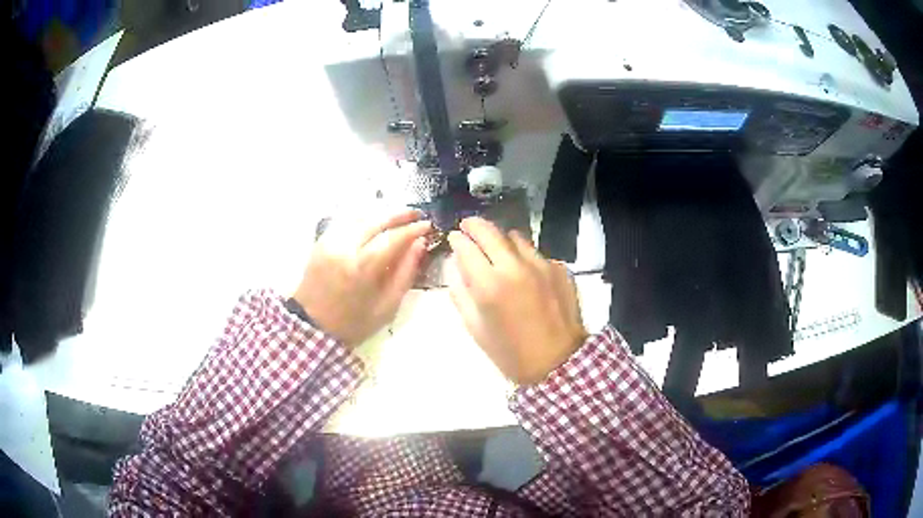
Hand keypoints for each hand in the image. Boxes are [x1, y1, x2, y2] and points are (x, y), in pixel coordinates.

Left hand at [293, 209, 431, 346]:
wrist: (313, 327)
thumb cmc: (354, 323)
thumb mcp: (387, 306)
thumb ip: (405, 273)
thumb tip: (419, 244)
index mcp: (361, 268)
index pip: (392, 238)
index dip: (412, 229)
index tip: (428, 225)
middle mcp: (344, 248)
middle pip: (376, 220)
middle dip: (399, 214)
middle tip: (417, 214)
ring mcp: (330, 242)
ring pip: (360, 216)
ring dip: (382, 214)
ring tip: (399, 217)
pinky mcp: (321, 241)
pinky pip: (346, 222)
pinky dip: (364, 219)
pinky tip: (374, 223)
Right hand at [447, 217, 587, 384]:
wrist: (557, 362)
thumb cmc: (510, 352)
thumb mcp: (475, 328)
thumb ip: (461, 293)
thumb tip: (456, 266)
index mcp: (489, 285)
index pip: (466, 246)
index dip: (457, 239)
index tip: (454, 238)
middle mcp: (515, 267)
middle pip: (490, 231)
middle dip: (474, 225)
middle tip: (468, 226)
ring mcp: (540, 265)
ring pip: (515, 237)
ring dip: (500, 239)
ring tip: (496, 249)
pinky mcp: (558, 268)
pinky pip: (535, 252)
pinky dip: (523, 255)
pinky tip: (523, 270)